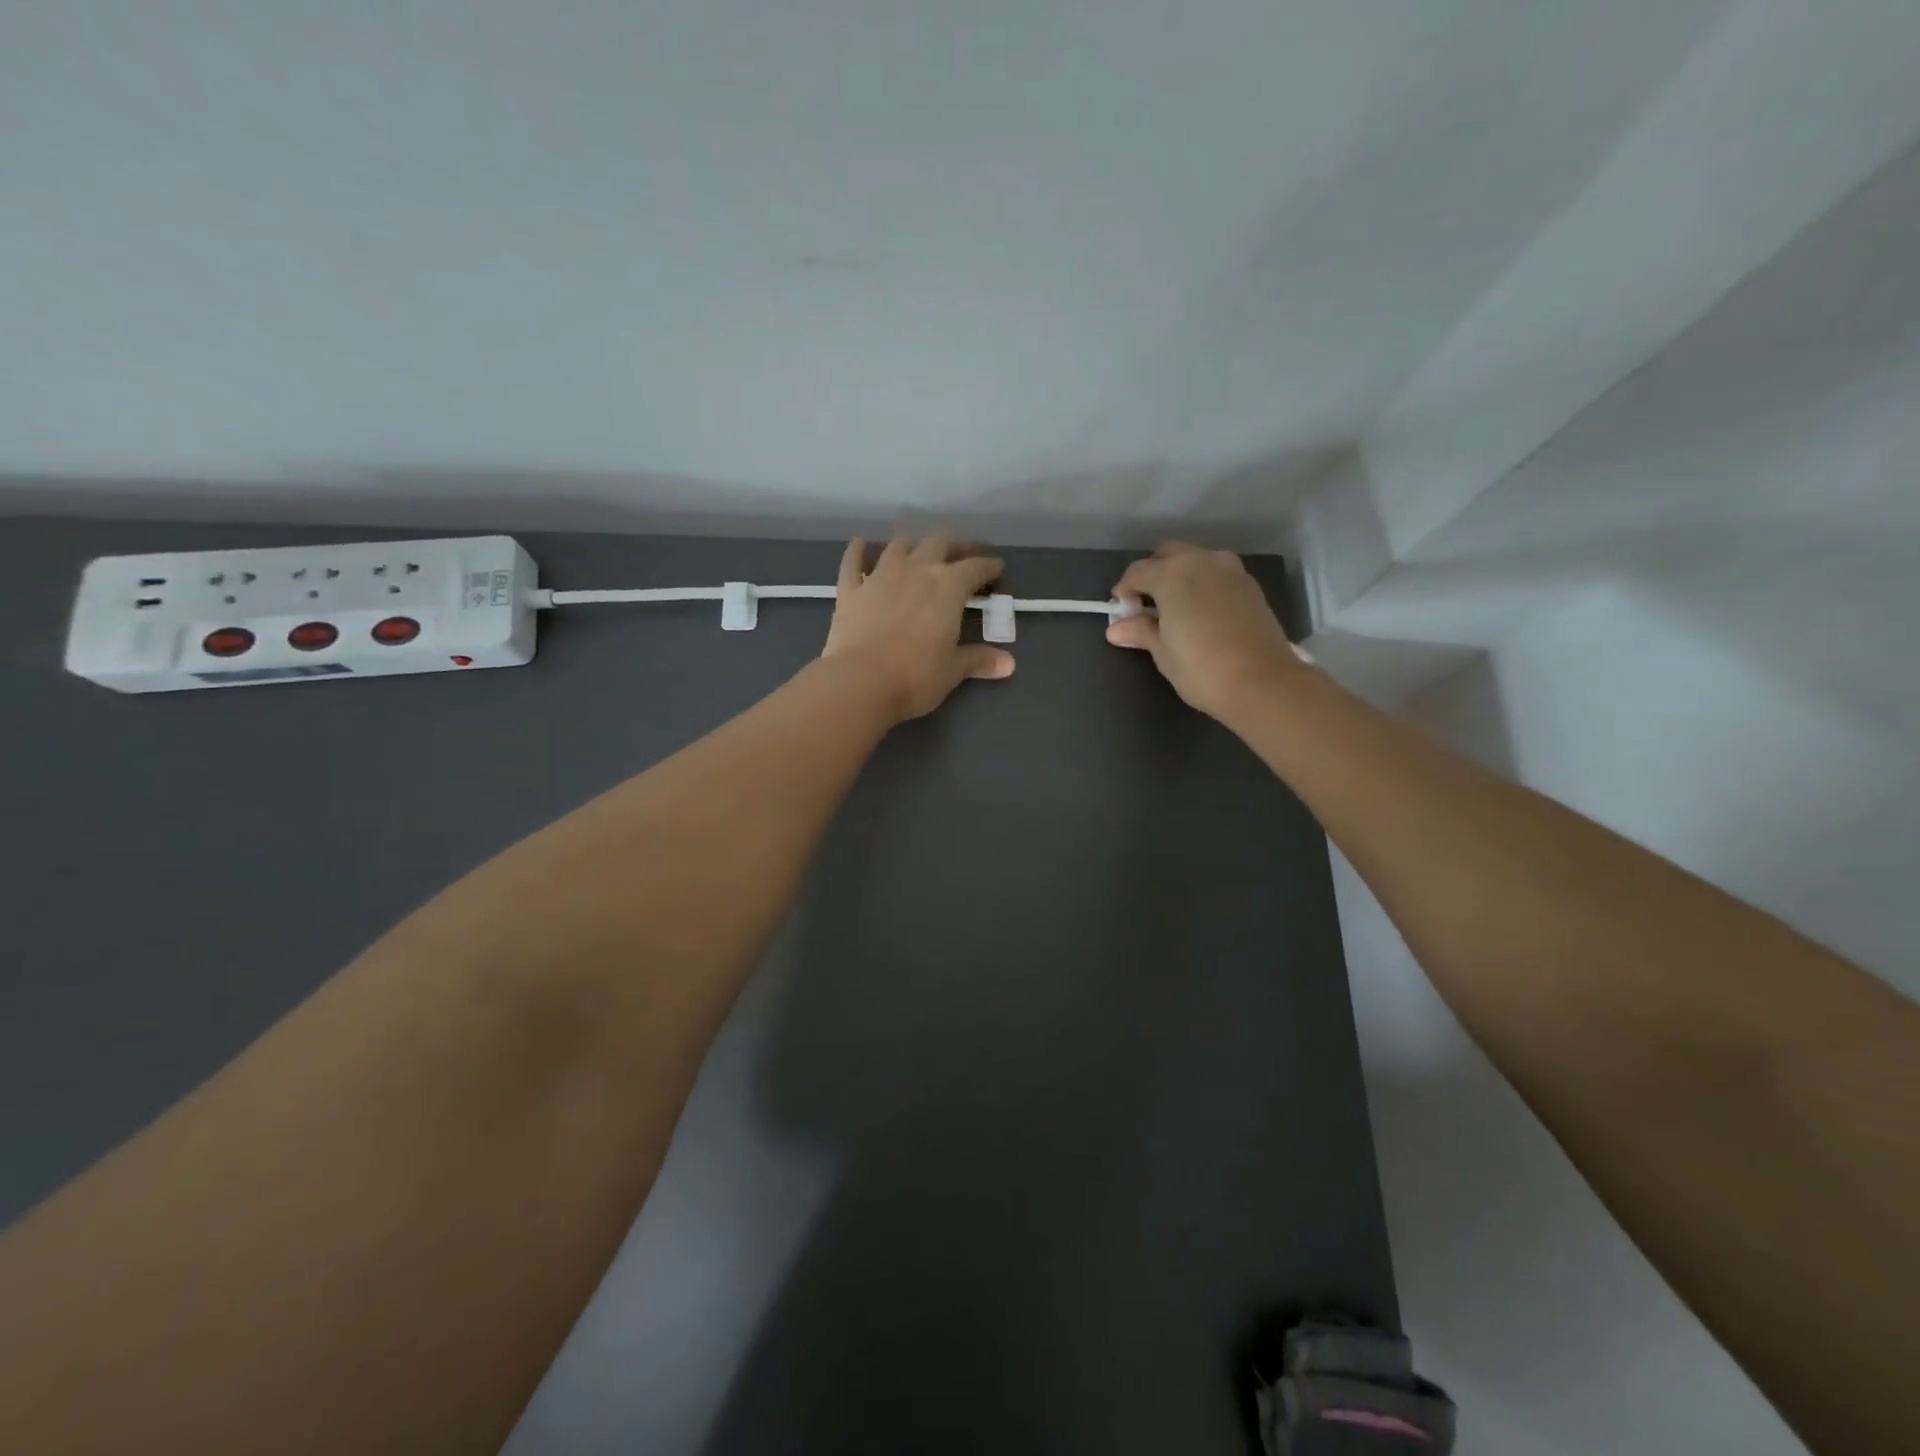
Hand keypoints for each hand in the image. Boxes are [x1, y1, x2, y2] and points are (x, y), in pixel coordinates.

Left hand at [822, 532, 1014, 721]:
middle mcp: (915, 570)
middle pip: (939, 543)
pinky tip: (862, 544)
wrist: (860, 682)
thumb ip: (979, 660)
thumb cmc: (916, 676)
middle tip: (962, 556)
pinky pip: (853, 560)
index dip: (988, 566)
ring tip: (920, 551)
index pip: (975, 567)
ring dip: (913, 544)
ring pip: (899, 545)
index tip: (996, 568)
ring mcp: (879, 576)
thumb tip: (1009, 664)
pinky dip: (859, 550)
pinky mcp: (850, 589)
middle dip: (955, 546)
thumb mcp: (953, 670)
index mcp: (948, 586)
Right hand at [1107, 543, 1303, 722]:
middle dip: (1153, 573)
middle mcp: (1201, 562)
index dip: (1124, 590)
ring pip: (1196, 559)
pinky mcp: (1250, 585)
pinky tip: (1203, 612)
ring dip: (1181, 574)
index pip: (1137, 571)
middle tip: (1147, 605)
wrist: (1262, 683)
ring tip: (1176, 607)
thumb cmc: (1201, 669)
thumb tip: (1116, 629)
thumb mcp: (1163, 653)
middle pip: (1168, 554)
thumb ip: (1140, 632)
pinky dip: (1204, 583)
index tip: (1122, 612)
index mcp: (1171, 575)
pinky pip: (1218, 573)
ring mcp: (1230, 570)